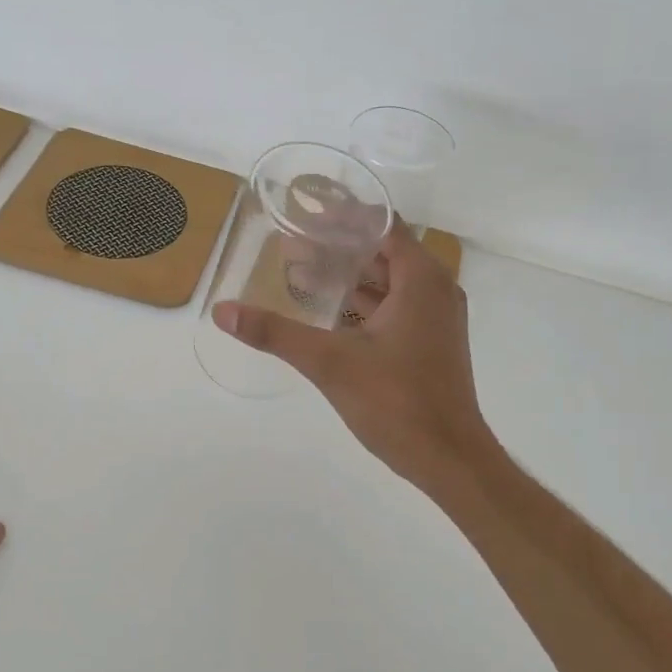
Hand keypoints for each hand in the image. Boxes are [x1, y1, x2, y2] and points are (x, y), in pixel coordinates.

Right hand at [212, 227, 495, 489]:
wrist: (448, 458)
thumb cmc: (396, 402)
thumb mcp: (330, 363)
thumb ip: (276, 333)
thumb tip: (223, 311)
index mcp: (421, 280)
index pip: (381, 225)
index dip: (342, 216)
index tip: (303, 212)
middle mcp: (436, 290)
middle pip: (383, 252)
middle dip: (338, 248)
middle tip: (291, 246)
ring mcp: (437, 320)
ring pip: (389, 284)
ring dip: (349, 278)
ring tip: (301, 275)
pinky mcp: (431, 345)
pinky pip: (396, 309)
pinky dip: (364, 305)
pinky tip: (329, 315)